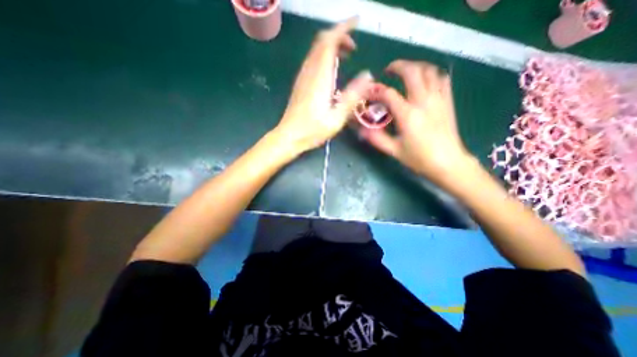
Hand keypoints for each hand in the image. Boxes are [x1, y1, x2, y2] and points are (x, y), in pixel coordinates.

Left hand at [274, 16, 373, 153]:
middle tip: (354, 47)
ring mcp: (303, 77)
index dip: (343, 28)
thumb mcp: (337, 118)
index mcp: (320, 78)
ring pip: (316, 49)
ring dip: (332, 46)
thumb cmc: (312, 130)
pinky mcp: (300, 83)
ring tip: (346, 56)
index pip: (329, 41)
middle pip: (321, 41)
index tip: (357, 22)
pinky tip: (332, 69)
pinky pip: (312, 60)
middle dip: (339, 35)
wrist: (288, 136)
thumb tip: (368, 75)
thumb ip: (352, 96)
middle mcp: (309, 72)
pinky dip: (324, 56)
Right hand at [361, 60, 474, 189]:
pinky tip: (425, 81)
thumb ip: (377, 139)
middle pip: (412, 71)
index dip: (376, 90)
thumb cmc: (420, 159)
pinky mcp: (448, 102)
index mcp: (408, 115)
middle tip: (389, 71)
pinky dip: (432, 74)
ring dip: (416, 67)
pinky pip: (442, 79)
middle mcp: (424, 101)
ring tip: (406, 73)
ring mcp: (438, 99)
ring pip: (429, 70)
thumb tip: (362, 131)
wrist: (448, 163)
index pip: (389, 94)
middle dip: (398, 66)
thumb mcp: (394, 151)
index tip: (369, 91)